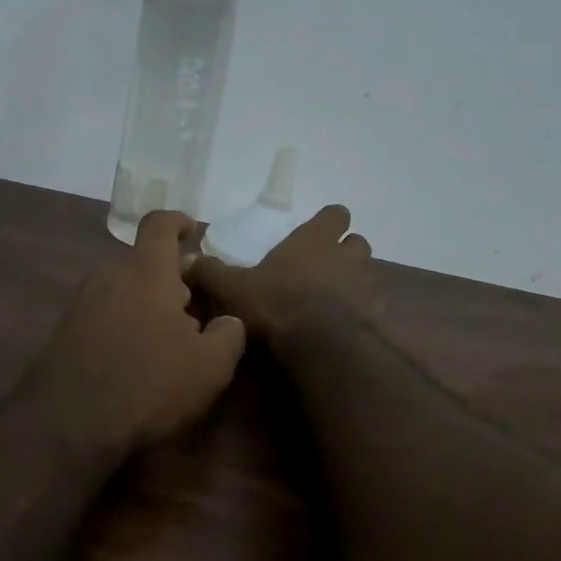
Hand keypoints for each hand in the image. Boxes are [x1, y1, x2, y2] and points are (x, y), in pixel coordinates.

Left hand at [30, 211, 247, 454]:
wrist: (68, 424)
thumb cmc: (148, 384)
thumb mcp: (210, 366)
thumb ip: (229, 333)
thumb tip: (229, 321)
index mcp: (145, 272)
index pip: (159, 225)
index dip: (178, 222)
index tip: (193, 231)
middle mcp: (109, 276)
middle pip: (143, 263)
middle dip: (170, 279)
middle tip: (194, 309)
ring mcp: (81, 303)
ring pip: (123, 290)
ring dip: (147, 304)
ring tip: (168, 339)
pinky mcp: (64, 331)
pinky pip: (104, 314)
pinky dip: (124, 324)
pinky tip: (136, 358)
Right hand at [186, 205, 373, 341]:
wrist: (320, 346)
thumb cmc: (276, 304)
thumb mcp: (233, 288)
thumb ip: (210, 273)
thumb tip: (183, 260)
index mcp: (313, 241)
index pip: (335, 215)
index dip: (329, 221)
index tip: (319, 231)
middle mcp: (345, 257)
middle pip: (357, 243)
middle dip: (345, 252)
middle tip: (324, 268)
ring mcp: (366, 287)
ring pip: (367, 275)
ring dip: (354, 284)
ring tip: (333, 301)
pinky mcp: (376, 318)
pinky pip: (372, 310)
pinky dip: (361, 316)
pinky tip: (344, 330)